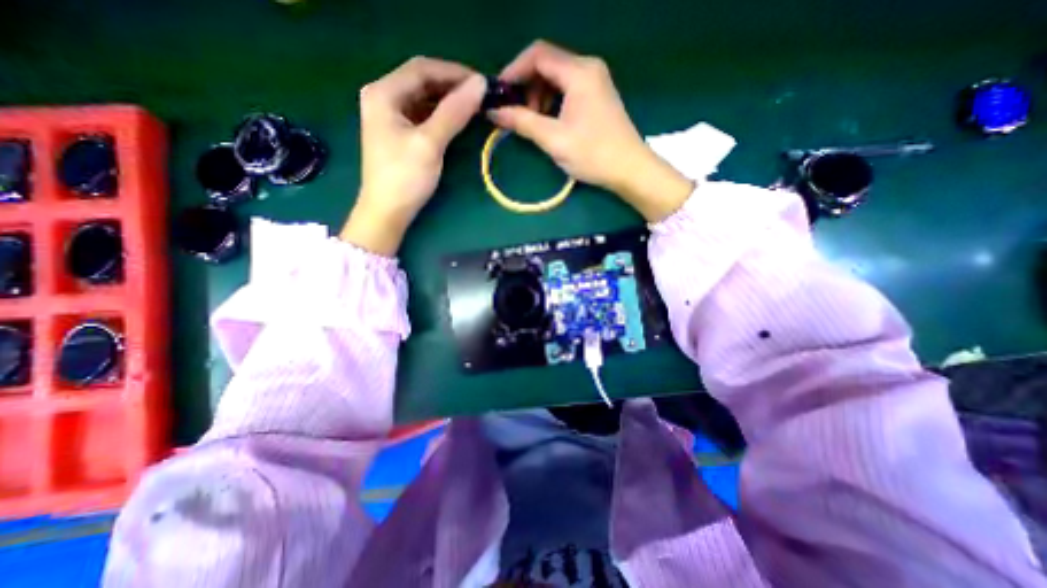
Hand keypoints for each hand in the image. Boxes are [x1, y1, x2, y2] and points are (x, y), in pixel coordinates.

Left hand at [348, 54, 487, 254]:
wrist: (387, 213)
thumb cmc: (405, 178)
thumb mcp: (430, 143)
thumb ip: (454, 112)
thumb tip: (480, 85)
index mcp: (384, 93)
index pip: (423, 69)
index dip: (454, 73)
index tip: (482, 83)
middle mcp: (384, 97)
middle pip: (423, 81)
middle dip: (453, 86)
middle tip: (481, 96)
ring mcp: (390, 116)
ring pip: (424, 98)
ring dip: (449, 101)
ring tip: (474, 106)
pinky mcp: (399, 133)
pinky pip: (423, 115)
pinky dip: (442, 115)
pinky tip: (457, 119)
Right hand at [494, 39, 693, 219]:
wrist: (630, 170)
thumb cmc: (593, 154)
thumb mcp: (554, 139)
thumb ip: (523, 122)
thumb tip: (495, 112)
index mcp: (579, 72)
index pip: (537, 55)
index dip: (513, 70)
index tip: (499, 94)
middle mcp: (588, 68)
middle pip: (547, 64)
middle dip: (527, 86)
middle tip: (517, 113)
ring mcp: (595, 81)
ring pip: (556, 77)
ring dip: (539, 96)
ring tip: (533, 122)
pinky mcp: (597, 95)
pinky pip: (567, 89)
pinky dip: (552, 102)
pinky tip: (549, 122)